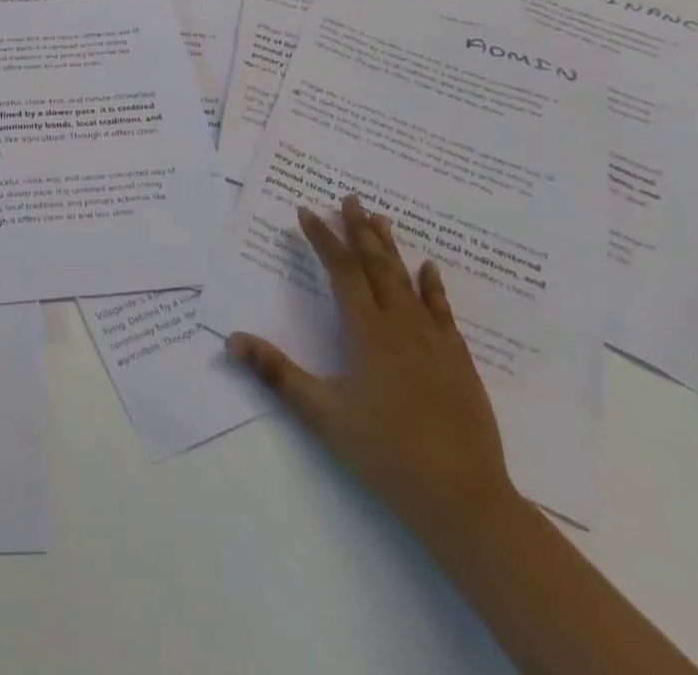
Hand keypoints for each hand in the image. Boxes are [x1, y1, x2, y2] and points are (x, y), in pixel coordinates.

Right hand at [226, 196, 518, 552]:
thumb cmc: (387, 454)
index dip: (322, 239)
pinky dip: (433, 286)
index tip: (306, 211)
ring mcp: (434, 343)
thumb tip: (232, 340)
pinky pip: (443, 312)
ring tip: (380, 218)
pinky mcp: (459, 362)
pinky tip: (430, 269)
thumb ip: (277, 374)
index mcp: (367, 333)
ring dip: (391, 248)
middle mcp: (401, 326)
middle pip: (377, 266)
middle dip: (359, 230)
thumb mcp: (323, 415)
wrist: (465, 501)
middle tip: (350, 197)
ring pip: (408, 282)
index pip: (341, 271)